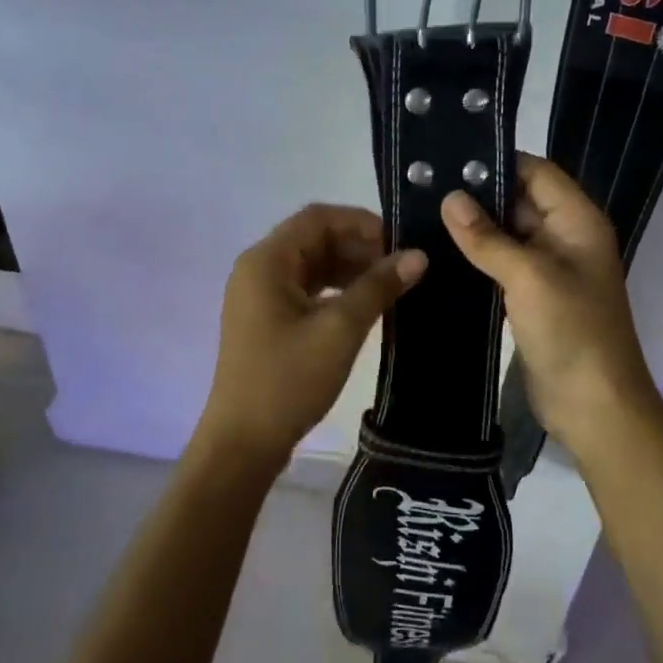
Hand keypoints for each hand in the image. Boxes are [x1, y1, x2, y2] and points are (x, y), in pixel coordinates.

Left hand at [199, 204, 426, 465]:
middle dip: (359, 247)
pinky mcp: (267, 320)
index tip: (401, 242)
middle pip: (314, 239)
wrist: (243, 444)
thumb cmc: (288, 380)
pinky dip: (337, 290)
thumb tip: (419, 256)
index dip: (361, 223)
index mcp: (266, 260)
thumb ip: (378, 287)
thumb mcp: (339, 330)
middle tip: (403, 266)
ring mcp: (260, 296)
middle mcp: (259, 269)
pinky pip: (306, 289)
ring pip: (312, 265)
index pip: (318, 218)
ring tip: (392, 285)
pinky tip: (366, 305)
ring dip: (351, 269)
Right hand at [441, 155, 661, 458]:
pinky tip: (439, 251)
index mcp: (577, 221)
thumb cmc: (572, 332)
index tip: (448, 158)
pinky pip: (502, 264)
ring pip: (507, 234)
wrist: (594, 407)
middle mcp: (565, 238)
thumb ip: (488, 238)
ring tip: (422, 212)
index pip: (537, 172)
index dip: (498, 161)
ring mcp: (548, 269)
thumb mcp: (529, 277)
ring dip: (473, 227)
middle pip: (519, 200)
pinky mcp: (532, 297)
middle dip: (478, 194)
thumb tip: (449, 199)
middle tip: (424, 185)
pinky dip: (476, 257)